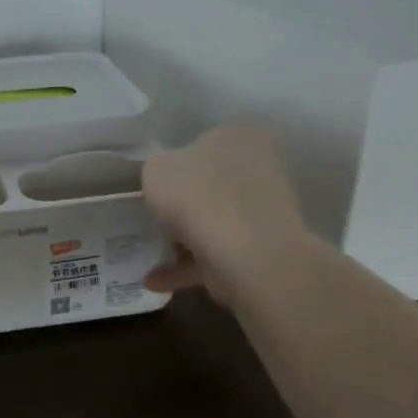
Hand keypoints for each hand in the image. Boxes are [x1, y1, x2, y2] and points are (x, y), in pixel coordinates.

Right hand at [141, 125, 319, 305]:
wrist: (245, 251)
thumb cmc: (197, 195)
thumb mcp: (155, 169)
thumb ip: (158, 168)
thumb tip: (166, 177)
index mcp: (237, 136)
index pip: (203, 143)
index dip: (176, 165)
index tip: (156, 187)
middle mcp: (260, 167)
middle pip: (213, 184)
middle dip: (186, 204)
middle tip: (155, 220)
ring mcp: (266, 210)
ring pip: (217, 222)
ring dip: (185, 241)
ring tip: (151, 258)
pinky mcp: (265, 249)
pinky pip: (220, 254)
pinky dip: (190, 267)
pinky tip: (157, 281)